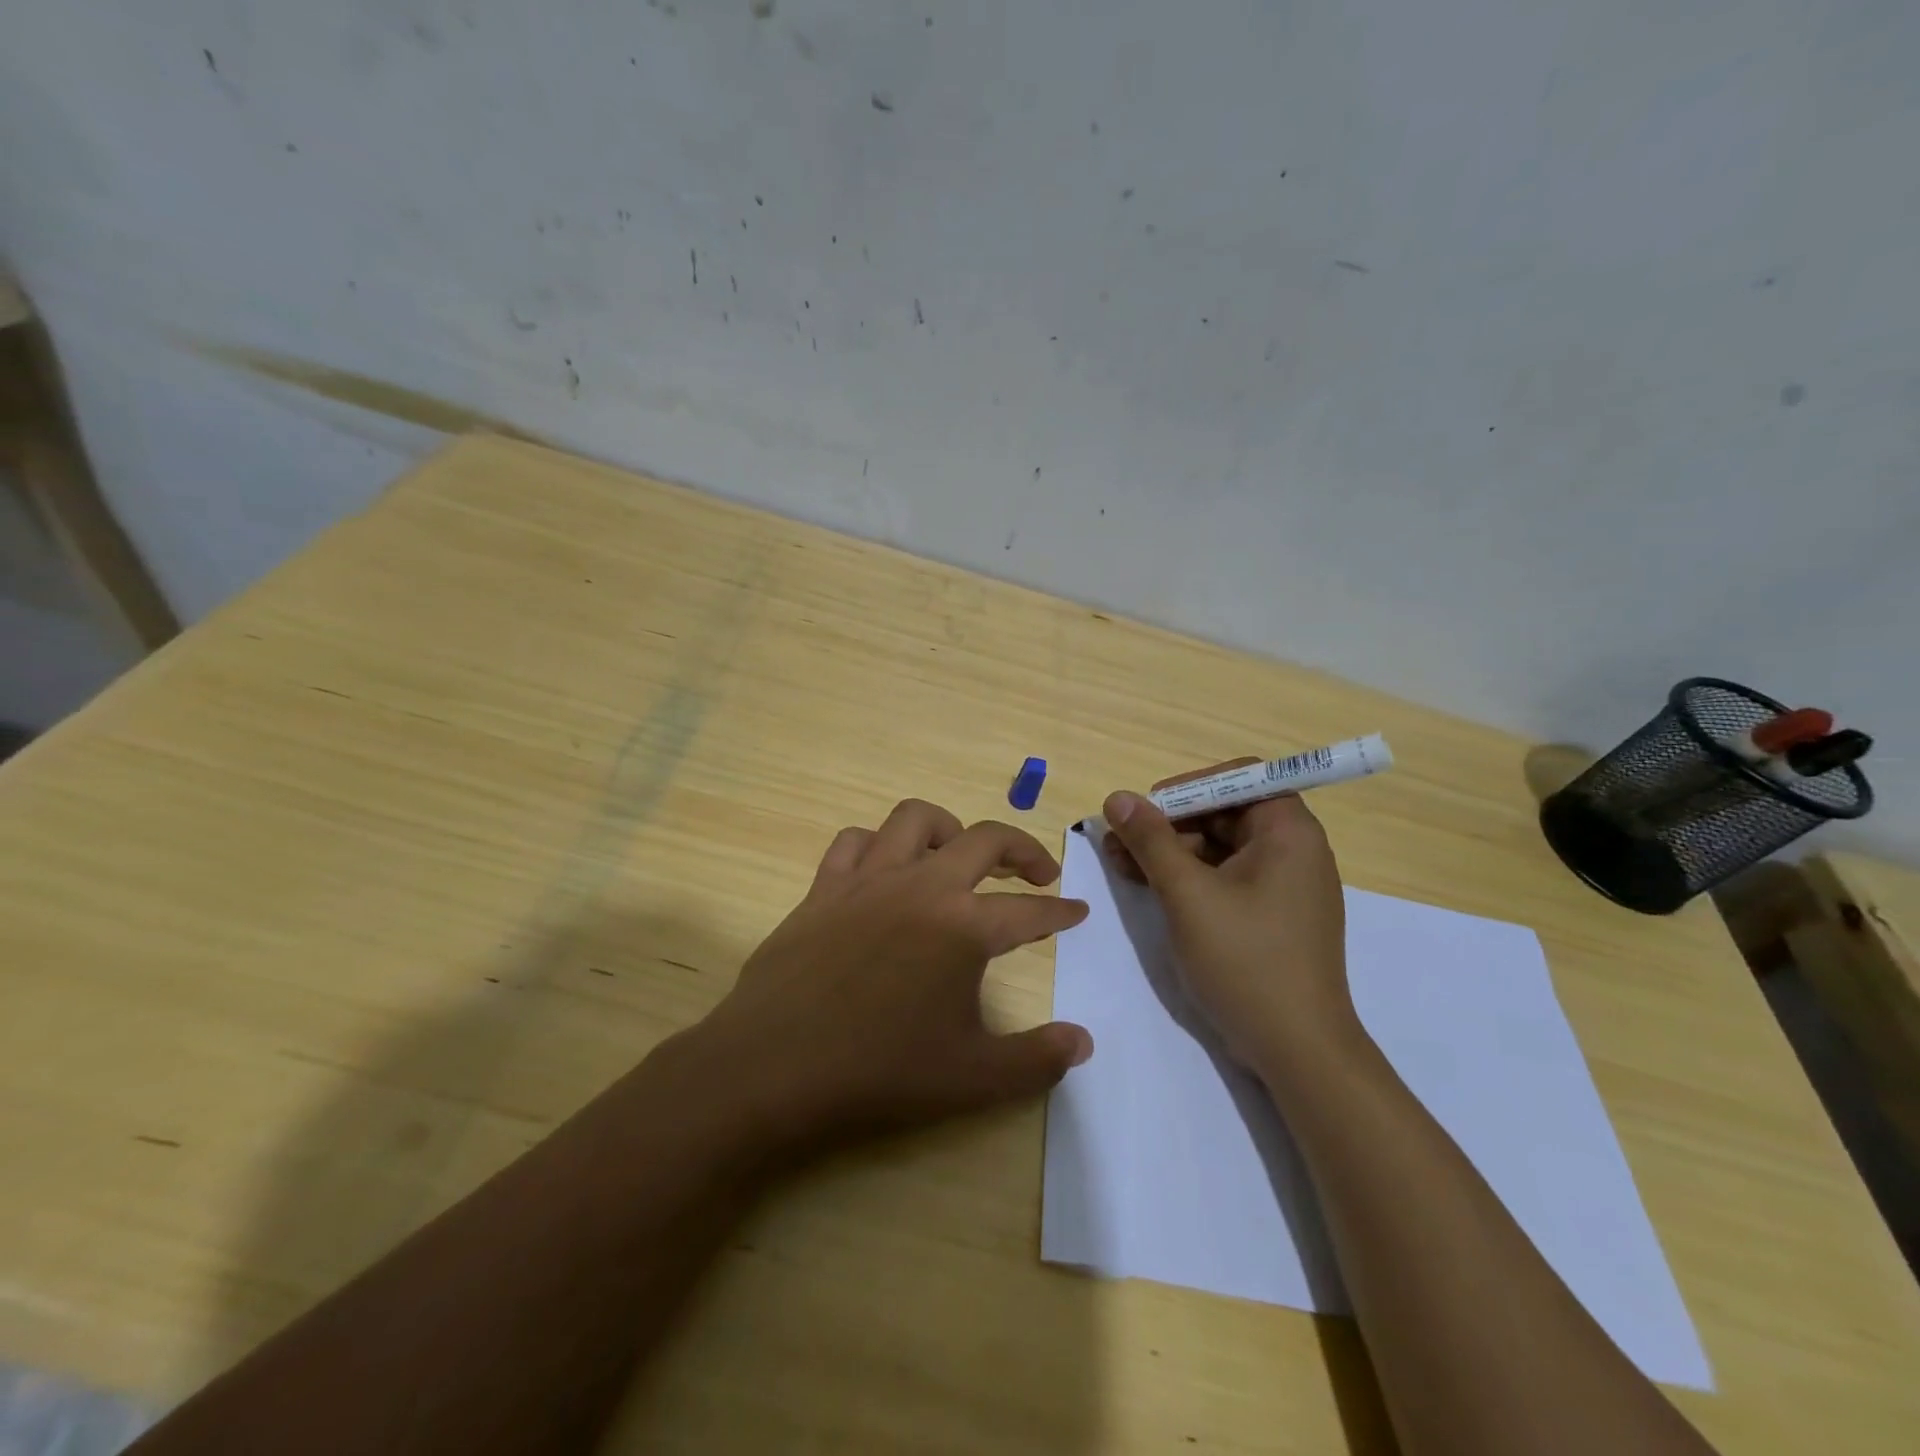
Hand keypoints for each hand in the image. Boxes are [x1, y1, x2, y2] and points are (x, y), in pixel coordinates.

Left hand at [697, 798, 1092, 1160]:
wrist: (775, 1066)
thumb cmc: (880, 1071)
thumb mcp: (974, 1078)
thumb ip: (1038, 1059)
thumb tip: (1084, 1042)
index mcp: (964, 926)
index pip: (1030, 911)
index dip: (1060, 912)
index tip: (1078, 911)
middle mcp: (922, 886)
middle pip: (985, 839)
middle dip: (1022, 849)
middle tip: (1038, 871)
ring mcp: (868, 879)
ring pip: (915, 820)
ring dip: (949, 828)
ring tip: (959, 855)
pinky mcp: (824, 887)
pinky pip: (854, 842)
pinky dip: (877, 845)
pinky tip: (884, 869)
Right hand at [1101, 761, 1354, 1075]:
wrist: (1298, 1051)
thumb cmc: (1246, 961)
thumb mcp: (1188, 895)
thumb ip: (1151, 841)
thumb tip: (1118, 797)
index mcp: (1289, 832)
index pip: (1239, 778)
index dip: (1188, 787)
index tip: (1147, 810)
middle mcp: (1293, 850)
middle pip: (1225, 813)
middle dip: (1169, 824)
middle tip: (1119, 841)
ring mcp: (1284, 886)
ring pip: (1220, 848)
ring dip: (1171, 852)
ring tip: (1121, 867)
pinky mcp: (1272, 916)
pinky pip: (1227, 879)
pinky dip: (1189, 879)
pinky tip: (1150, 889)